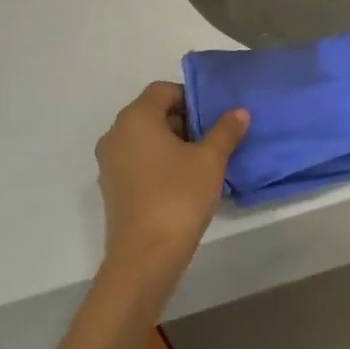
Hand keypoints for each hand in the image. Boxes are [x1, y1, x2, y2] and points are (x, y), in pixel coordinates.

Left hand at [95, 82, 248, 286]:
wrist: (145, 258)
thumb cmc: (178, 197)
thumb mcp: (210, 160)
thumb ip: (226, 131)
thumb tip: (239, 111)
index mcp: (136, 118)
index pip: (163, 90)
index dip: (192, 98)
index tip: (214, 118)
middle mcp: (116, 134)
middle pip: (153, 113)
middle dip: (185, 121)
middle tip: (214, 140)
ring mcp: (110, 162)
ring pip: (145, 138)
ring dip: (173, 143)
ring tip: (203, 162)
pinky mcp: (112, 187)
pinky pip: (138, 160)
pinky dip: (159, 162)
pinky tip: (184, 183)